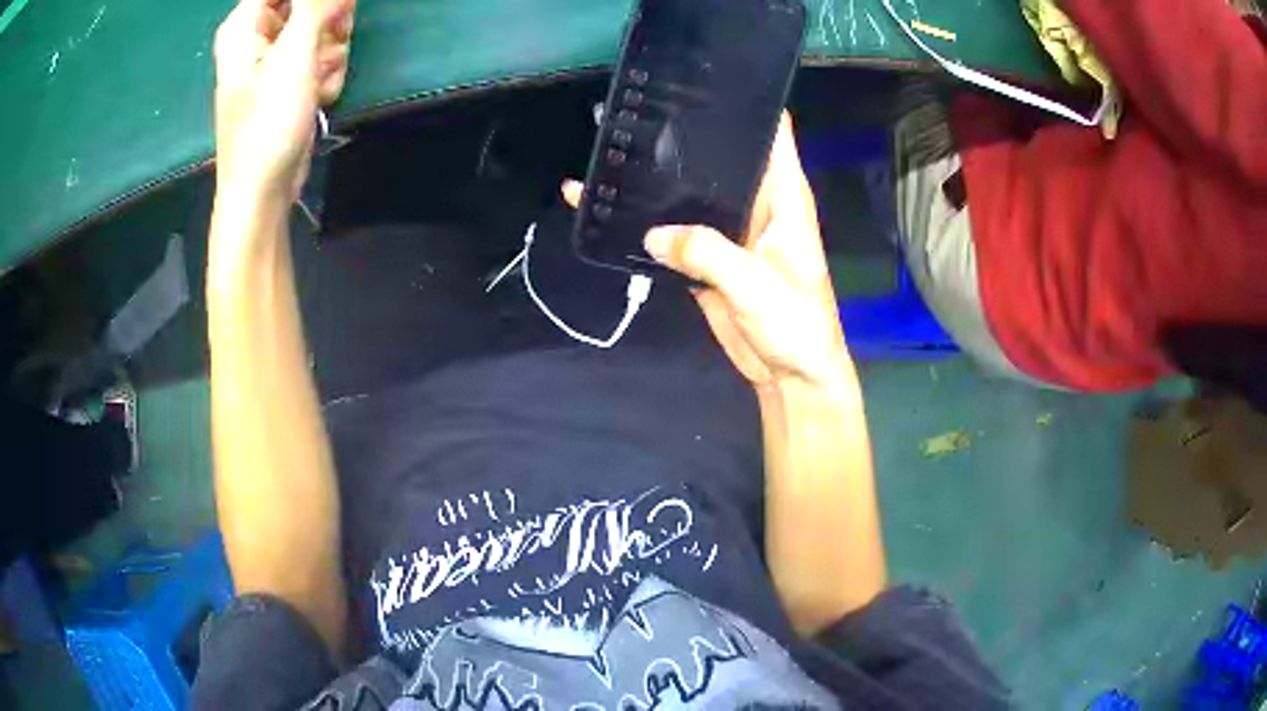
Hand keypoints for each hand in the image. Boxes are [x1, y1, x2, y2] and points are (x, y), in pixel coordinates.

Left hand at [213, 0, 353, 202]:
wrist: (263, 192)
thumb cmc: (268, 123)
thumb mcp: (294, 54)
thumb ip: (316, 5)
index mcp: (245, 24)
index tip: (337, 9)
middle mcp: (258, 36)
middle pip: (309, 1)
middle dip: (329, 21)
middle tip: (331, 41)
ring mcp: (274, 60)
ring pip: (322, 28)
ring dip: (331, 52)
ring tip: (317, 81)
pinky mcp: (289, 81)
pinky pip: (320, 57)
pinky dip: (325, 74)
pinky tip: (317, 98)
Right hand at [564, 114, 850, 392]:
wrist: (789, 375)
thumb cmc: (795, 326)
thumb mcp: (758, 287)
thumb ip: (709, 255)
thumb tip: (654, 233)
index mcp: (784, 197)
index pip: (771, 134)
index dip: (744, 105)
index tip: (704, 82)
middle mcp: (757, 204)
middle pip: (722, 157)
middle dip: (688, 138)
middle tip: (640, 114)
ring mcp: (730, 230)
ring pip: (694, 192)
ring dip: (664, 179)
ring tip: (619, 153)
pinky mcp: (709, 257)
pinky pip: (677, 231)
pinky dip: (652, 222)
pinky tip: (619, 209)